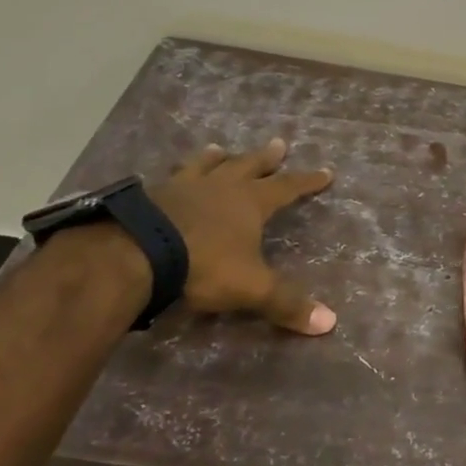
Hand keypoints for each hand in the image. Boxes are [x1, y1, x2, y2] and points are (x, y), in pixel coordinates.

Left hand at [148, 138, 336, 334]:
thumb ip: (286, 303)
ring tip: (219, 149)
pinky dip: (175, 174)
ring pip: (207, 165)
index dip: (308, 182)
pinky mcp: (151, 196)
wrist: (135, 253)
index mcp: (250, 202)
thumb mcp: (250, 288)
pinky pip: (168, 178)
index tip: (326, 172)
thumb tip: (330, 322)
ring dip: (217, 158)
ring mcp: (184, 187)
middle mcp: (221, 187)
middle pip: (249, 166)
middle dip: (267, 158)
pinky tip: (167, 176)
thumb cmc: (202, 265)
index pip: (287, 187)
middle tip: (280, 143)